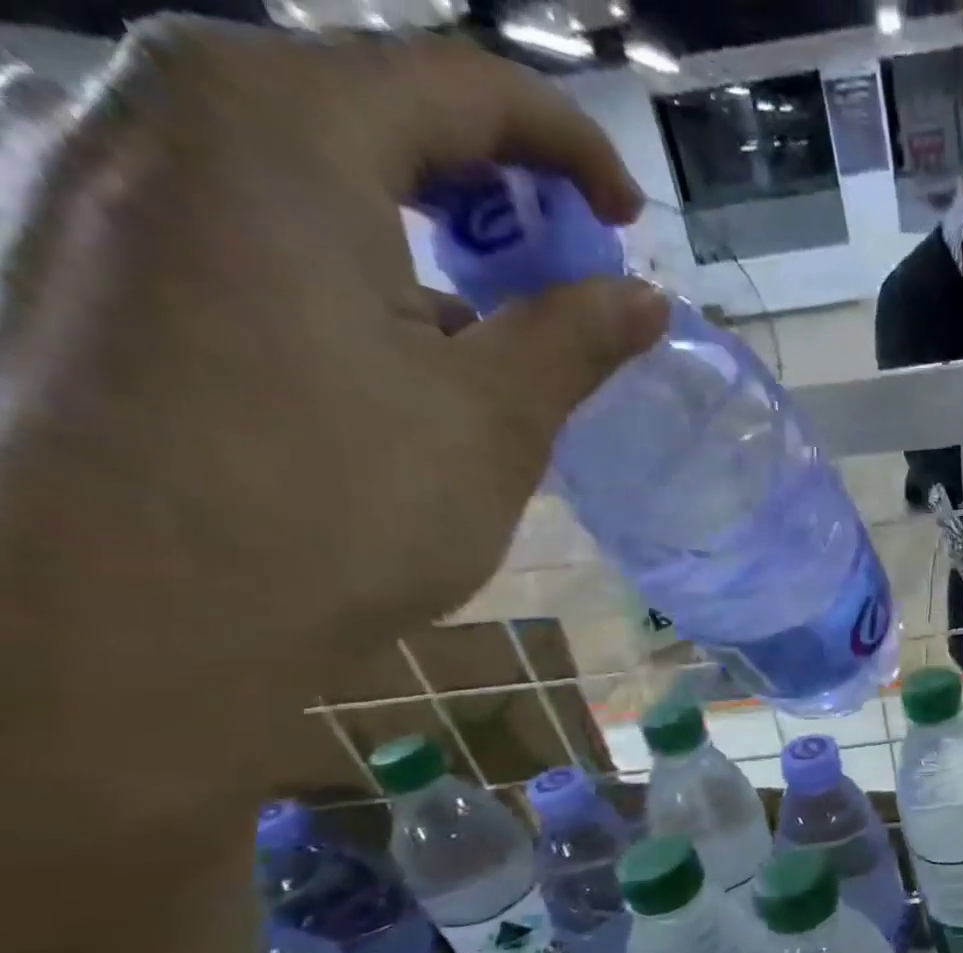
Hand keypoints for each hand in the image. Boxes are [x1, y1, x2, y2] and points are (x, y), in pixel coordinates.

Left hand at [0, 20, 665, 837]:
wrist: (131, 621)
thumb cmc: (342, 506)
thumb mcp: (494, 421)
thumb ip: (574, 339)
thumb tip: (645, 300)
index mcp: (282, 125)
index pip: (460, 84)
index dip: (568, 145)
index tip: (630, 221)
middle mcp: (168, 115)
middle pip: (371, 105)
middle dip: (491, 184)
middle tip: (559, 267)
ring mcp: (97, 183)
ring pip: (301, 163)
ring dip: (415, 224)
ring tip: (480, 317)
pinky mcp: (80, 264)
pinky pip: (240, 219)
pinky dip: (339, 257)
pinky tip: (379, 348)